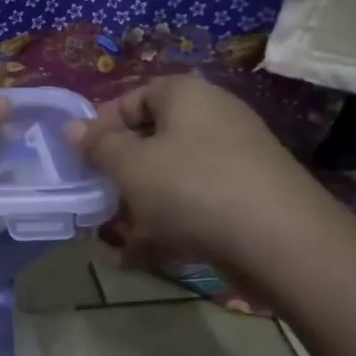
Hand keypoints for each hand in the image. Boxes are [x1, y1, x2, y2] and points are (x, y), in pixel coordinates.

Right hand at [66, 74, 342, 279]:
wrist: (283, 243)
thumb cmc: (193, 188)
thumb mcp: (131, 165)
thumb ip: (98, 146)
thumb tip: (72, 128)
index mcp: (186, 96)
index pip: (133, 97)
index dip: (102, 126)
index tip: (81, 160)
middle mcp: (212, 120)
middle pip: (151, 140)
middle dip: (118, 174)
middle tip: (96, 201)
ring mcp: (233, 161)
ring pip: (169, 178)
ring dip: (137, 207)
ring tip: (113, 240)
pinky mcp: (245, 200)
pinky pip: (193, 206)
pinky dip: (166, 227)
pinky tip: (139, 259)